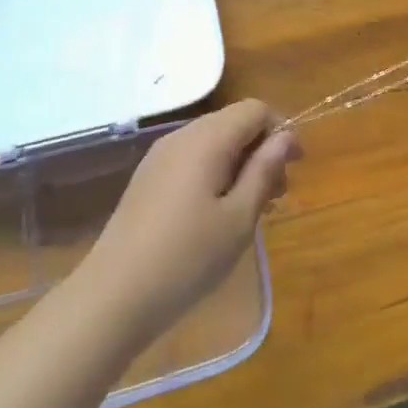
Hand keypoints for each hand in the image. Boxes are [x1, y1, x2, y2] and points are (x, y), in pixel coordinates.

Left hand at [78, 99, 299, 343]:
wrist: (112, 298)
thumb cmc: (187, 258)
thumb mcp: (239, 218)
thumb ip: (264, 171)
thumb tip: (285, 136)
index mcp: (207, 139)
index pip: (255, 109)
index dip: (281, 130)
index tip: (295, 166)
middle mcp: (182, 137)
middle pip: (233, 123)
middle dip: (262, 149)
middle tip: (277, 195)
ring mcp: (160, 157)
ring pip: (213, 142)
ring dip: (240, 164)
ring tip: (251, 209)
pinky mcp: (148, 179)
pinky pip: (192, 160)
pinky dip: (215, 174)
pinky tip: (217, 214)